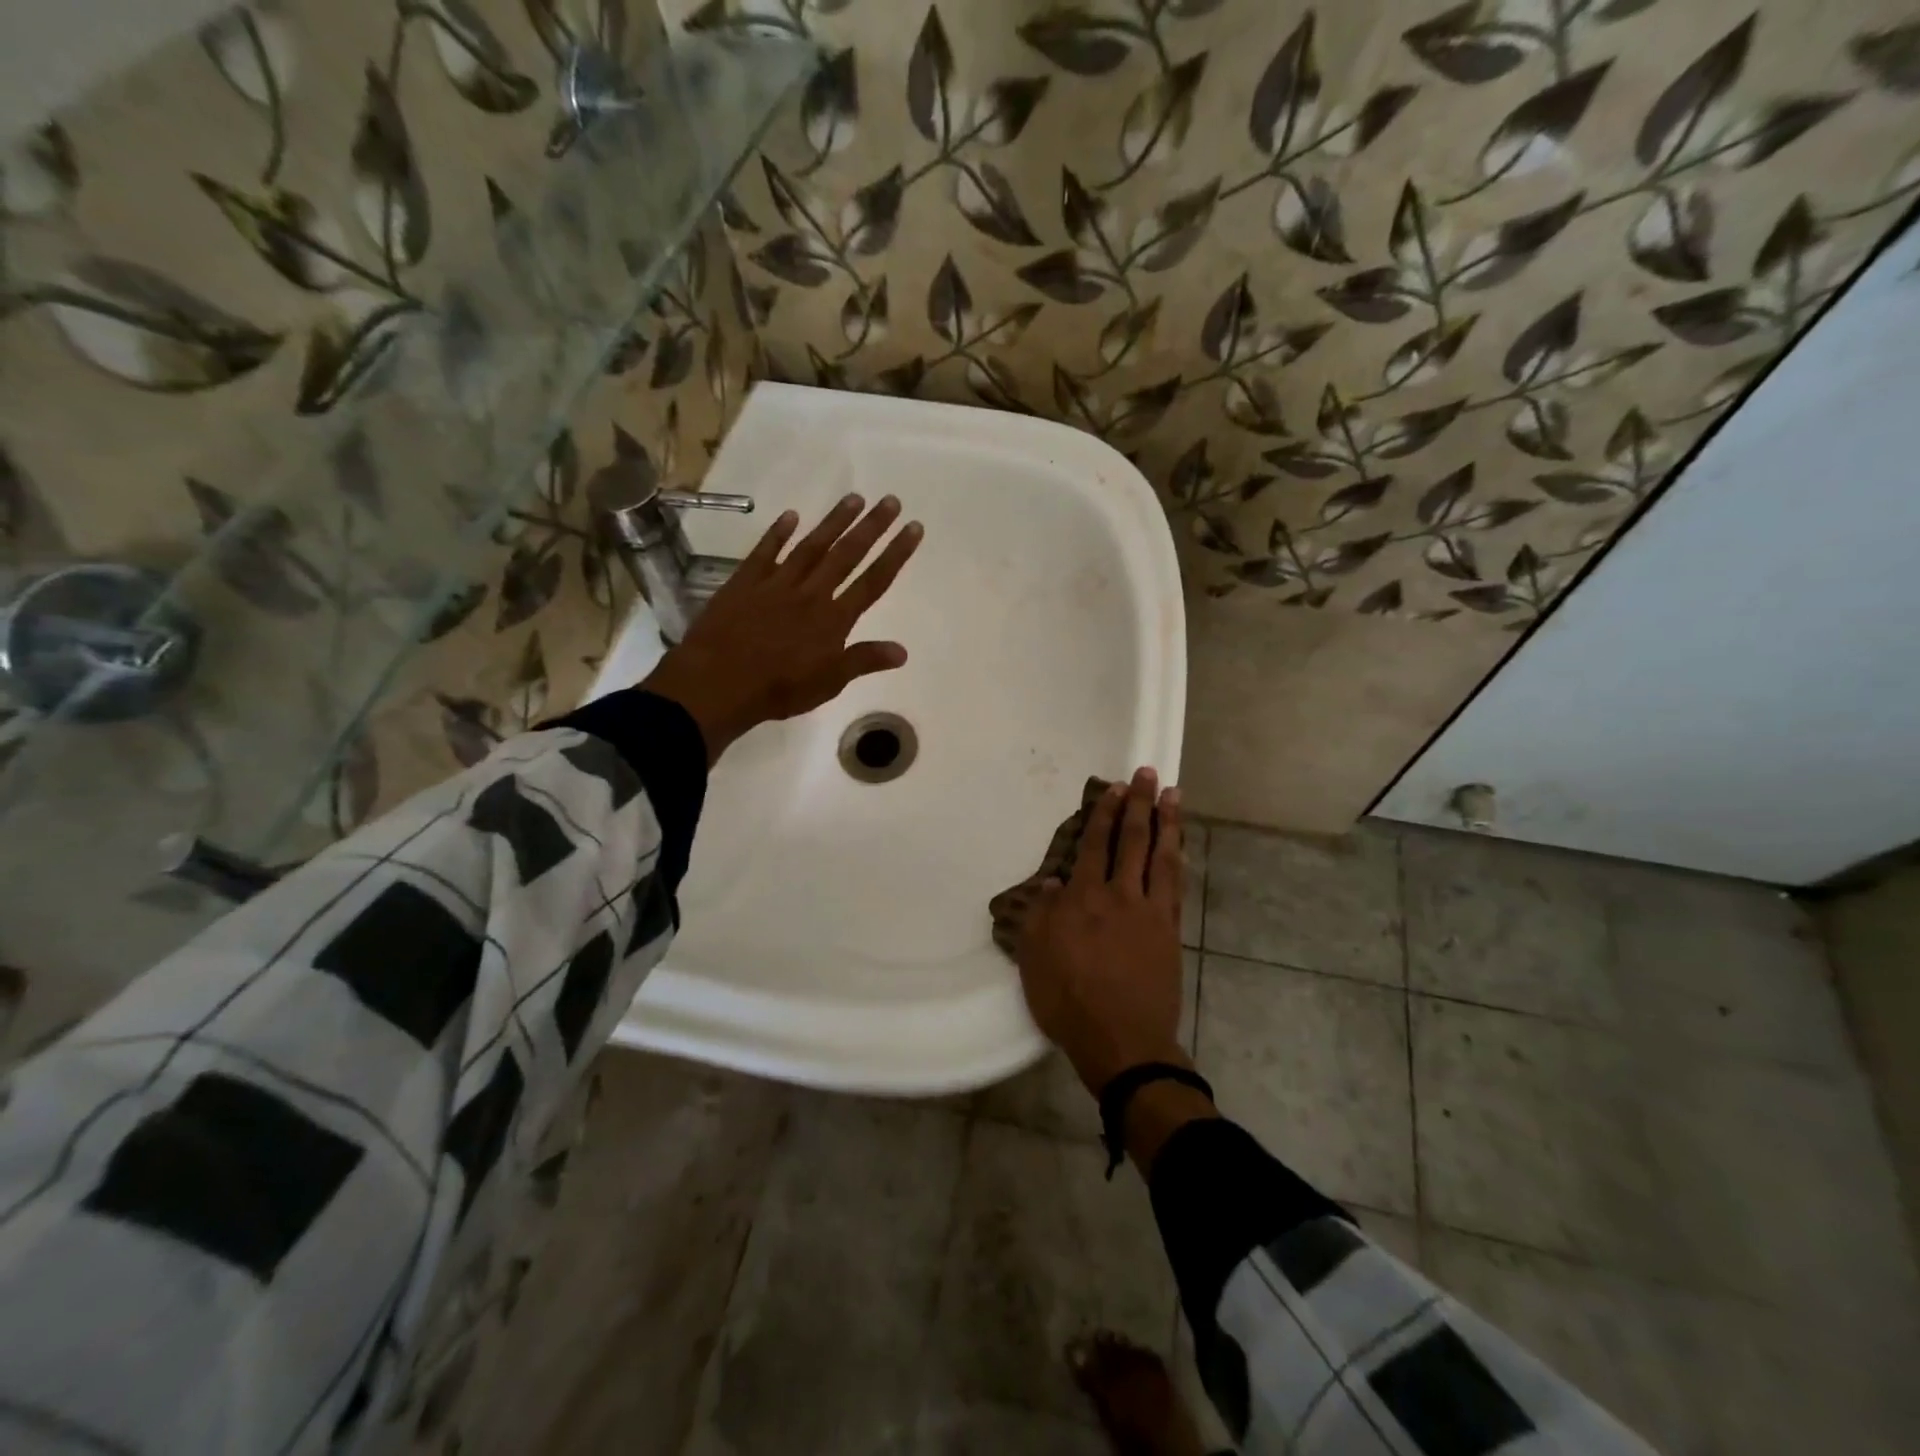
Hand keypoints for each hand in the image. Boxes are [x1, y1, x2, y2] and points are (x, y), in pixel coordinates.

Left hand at [641, 493, 922, 762]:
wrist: (718, 683)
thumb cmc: (779, 690)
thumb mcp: (829, 683)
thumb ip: (864, 661)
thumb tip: (903, 651)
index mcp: (834, 619)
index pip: (873, 581)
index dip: (896, 554)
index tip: (914, 528)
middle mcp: (811, 594)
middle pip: (847, 555)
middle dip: (872, 527)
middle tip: (891, 500)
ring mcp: (776, 584)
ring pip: (811, 546)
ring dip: (834, 522)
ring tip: (854, 498)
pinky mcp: (745, 582)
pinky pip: (765, 552)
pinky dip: (777, 533)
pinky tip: (791, 516)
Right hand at [1016, 767, 1187, 1097]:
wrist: (1122, 1040)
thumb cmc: (1069, 1000)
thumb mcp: (1034, 958)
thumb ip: (1041, 916)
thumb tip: (1052, 884)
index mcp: (1084, 898)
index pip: (1095, 845)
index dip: (1105, 813)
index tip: (1114, 788)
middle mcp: (1120, 895)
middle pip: (1132, 840)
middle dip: (1139, 804)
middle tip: (1147, 774)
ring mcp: (1151, 912)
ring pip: (1162, 856)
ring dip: (1168, 822)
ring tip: (1173, 795)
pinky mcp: (1170, 931)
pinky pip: (1176, 885)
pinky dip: (1179, 860)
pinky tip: (1180, 846)